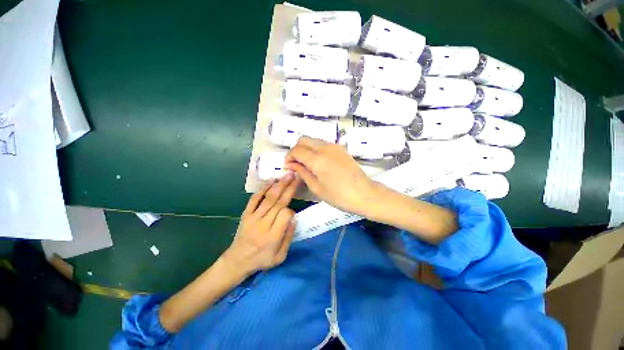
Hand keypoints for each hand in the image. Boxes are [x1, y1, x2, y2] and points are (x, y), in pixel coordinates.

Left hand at [223, 173, 300, 275]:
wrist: (237, 261)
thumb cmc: (261, 260)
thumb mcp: (280, 257)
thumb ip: (288, 237)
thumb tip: (294, 218)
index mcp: (272, 237)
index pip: (285, 215)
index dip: (291, 211)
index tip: (292, 212)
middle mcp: (262, 224)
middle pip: (278, 203)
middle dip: (288, 188)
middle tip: (295, 177)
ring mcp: (252, 218)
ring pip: (268, 198)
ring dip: (279, 185)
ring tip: (287, 175)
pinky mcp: (246, 214)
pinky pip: (254, 199)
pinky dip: (263, 189)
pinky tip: (271, 181)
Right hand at [285, 137, 378, 215]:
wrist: (364, 193)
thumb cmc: (339, 196)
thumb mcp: (316, 187)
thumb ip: (302, 172)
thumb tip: (291, 165)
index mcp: (317, 159)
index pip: (296, 150)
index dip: (289, 157)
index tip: (288, 167)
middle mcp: (325, 147)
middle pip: (303, 139)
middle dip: (296, 150)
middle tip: (297, 164)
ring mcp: (334, 146)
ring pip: (313, 140)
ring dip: (306, 149)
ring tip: (307, 164)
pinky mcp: (341, 148)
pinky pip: (323, 144)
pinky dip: (316, 149)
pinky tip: (319, 162)